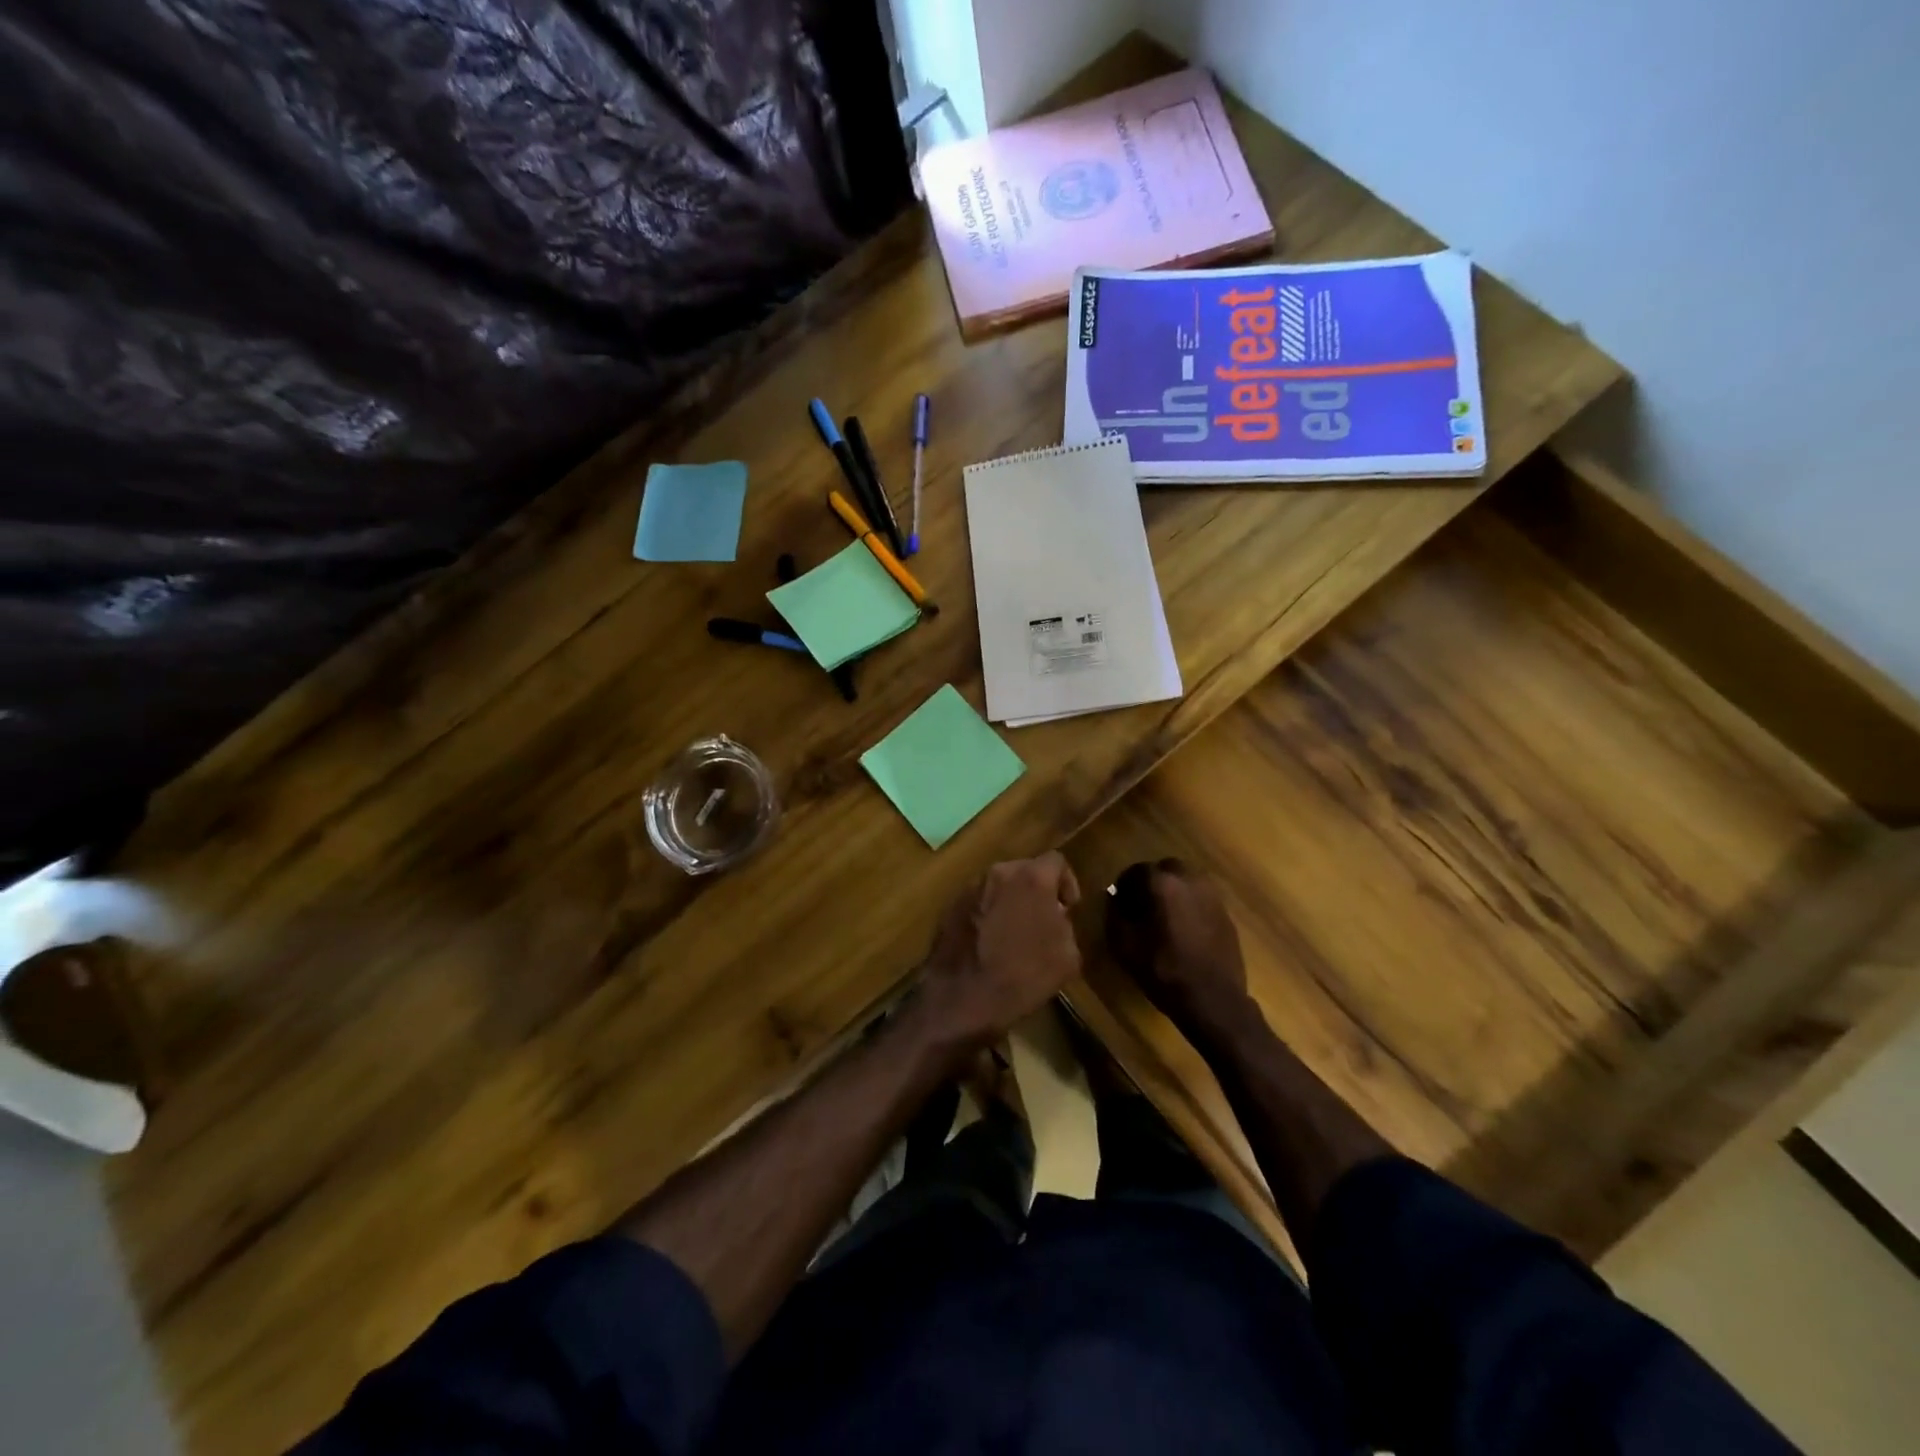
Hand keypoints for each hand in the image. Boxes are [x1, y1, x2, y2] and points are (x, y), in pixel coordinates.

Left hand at [918, 853, 1082, 1046]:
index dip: (1067, 882)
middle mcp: (999, 872)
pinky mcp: (950, 906)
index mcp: (1032, 878)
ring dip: (1010, 901)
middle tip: (1043, 920)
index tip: (1067, 908)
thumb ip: (1065, 924)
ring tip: (1014, 933)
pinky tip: (990, 942)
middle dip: (1037, 890)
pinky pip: (979, 902)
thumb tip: (1055, 917)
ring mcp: (971, 888)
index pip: (1056, 861)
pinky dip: (988, 913)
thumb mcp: (1068, 955)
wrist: (964, 997)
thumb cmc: (1024, 976)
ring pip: (999, 885)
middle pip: (1025, 870)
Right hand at [1105, 859, 1249, 1034]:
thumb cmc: (1164, 970)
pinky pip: (1201, 898)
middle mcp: (1189, 880)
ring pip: (1186, 881)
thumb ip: (1115, 915)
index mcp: (1162, 883)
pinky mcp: (1225, 912)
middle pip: (1165, 869)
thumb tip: (1114, 899)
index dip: (1124, 886)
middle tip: (1142, 907)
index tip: (1119, 904)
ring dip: (1172, 892)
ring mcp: (1212, 895)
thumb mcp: (1125, 945)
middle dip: (1151, 883)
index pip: (1136, 870)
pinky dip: (1190, 905)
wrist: (1213, 999)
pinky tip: (1184, 929)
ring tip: (1164, 917)